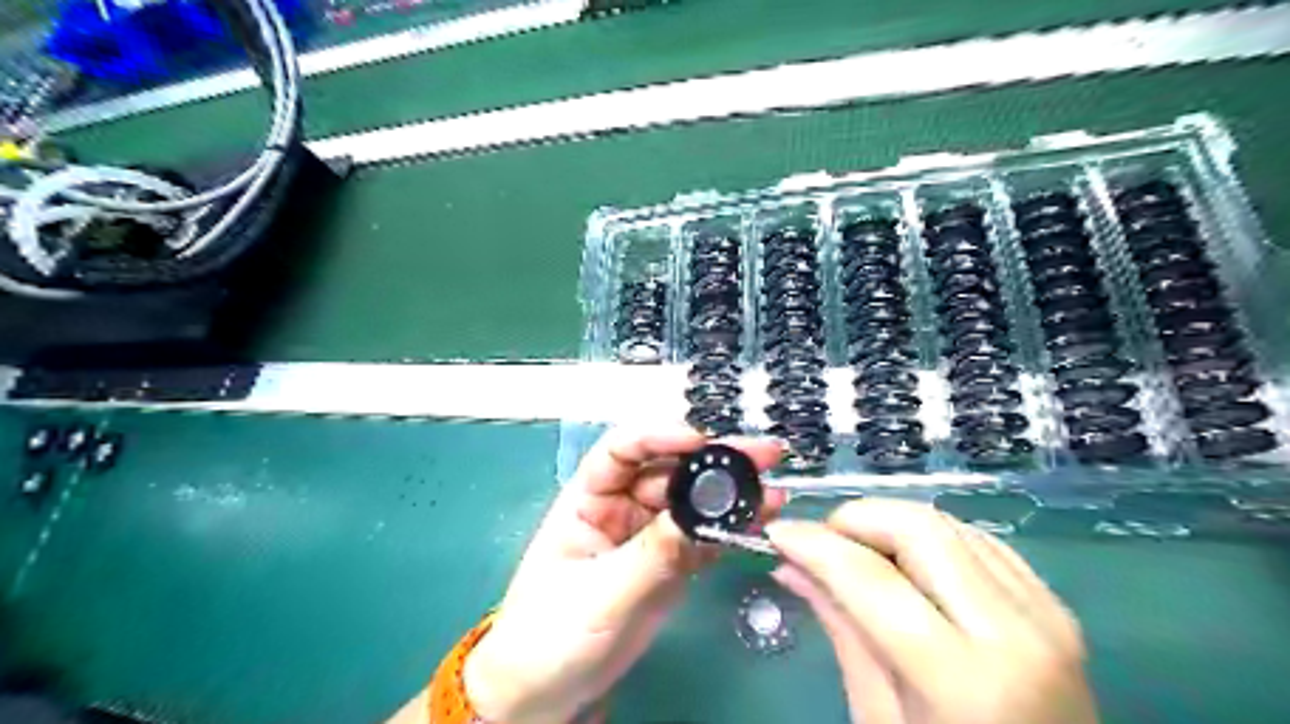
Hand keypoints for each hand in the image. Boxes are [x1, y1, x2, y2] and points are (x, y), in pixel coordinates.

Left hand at [467, 423, 786, 722]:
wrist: (548, 695)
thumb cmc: (550, 636)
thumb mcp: (599, 593)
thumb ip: (651, 554)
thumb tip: (699, 517)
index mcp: (589, 500)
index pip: (622, 451)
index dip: (659, 437)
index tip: (700, 440)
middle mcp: (621, 508)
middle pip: (669, 471)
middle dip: (713, 460)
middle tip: (761, 454)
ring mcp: (648, 535)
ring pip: (692, 502)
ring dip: (730, 492)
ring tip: (771, 487)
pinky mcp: (670, 564)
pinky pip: (703, 537)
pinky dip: (730, 528)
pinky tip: (759, 519)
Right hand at [764, 500, 1097, 723]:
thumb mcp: (880, 717)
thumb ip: (840, 628)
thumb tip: (790, 565)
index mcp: (965, 680)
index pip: (871, 579)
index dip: (814, 544)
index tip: (777, 531)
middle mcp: (1014, 632)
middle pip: (918, 527)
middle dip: (856, 519)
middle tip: (822, 543)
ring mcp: (1043, 613)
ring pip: (947, 523)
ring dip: (890, 524)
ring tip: (858, 554)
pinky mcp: (1053, 605)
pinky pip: (977, 540)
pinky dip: (929, 539)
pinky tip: (906, 564)